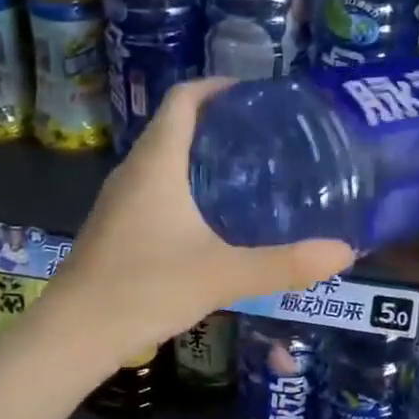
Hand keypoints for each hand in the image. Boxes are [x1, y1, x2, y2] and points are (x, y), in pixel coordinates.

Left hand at [50, 79, 354, 356]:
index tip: (255, 94)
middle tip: (266, 138)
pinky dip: (186, 189)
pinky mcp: (116, 228)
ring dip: (201, 158)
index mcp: (156, 163)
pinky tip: (213, 220)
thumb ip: (284, 264)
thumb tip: (344, 252)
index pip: (183, 99)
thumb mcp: (222, 275)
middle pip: (175, 126)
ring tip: (249, 174)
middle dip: (218, 124)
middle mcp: (133, 172)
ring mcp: (119, 201)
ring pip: (164, 161)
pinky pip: (155, 190)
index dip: (217, 86)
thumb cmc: (144, 289)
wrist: (74, 333)